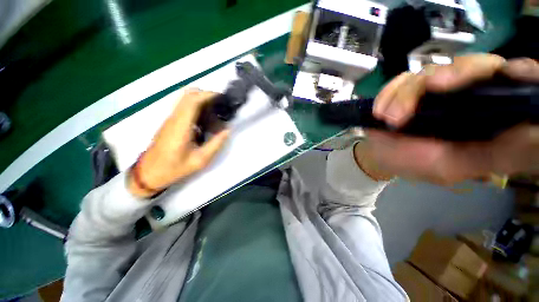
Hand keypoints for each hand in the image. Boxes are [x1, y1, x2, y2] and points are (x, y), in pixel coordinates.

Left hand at [128, 89, 229, 197]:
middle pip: (188, 95)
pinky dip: (197, 106)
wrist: (150, 173)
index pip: (192, 101)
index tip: (222, 98)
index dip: (208, 95)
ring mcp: (170, 119)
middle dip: (206, 95)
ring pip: (185, 99)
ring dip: (201, 100)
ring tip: (215, 111)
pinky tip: (206, 119)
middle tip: (221, 105)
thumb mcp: (200, 160)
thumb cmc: (175, 168)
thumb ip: (216, 144)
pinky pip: (184, 107)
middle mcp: (174, 118)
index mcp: (181, 127)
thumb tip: (227, 130)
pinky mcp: (170, 122)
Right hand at [364, 54, 538, 184]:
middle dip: (453, 74)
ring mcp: (434, 88)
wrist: (379, 154)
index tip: (510, 73)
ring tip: (389, 118)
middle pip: (474, 65)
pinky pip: (401, 79)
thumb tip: (535, 135)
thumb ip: (493, 156)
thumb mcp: (454, 167)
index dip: (519, 72)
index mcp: (487, 115)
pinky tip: (380, 111)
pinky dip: (389, 93)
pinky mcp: (407, 87)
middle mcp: (465, 94)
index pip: (513, 82)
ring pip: (432, 70)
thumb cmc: (415, 163)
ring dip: (407, 93)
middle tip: (430, 87)